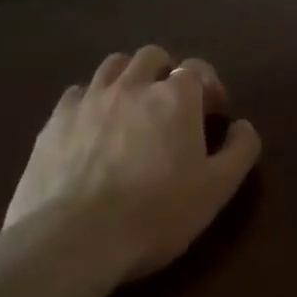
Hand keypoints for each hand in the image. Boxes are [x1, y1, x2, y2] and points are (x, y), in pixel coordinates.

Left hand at [2, 46, 262, 281]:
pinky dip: (91, 101)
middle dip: (166, 73)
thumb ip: (240, 149)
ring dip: (128, 78)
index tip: (212, 113)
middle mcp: (132, 85)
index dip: (209, 86)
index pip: (197, 67)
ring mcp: (89, 100)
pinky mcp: (54, 122)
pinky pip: (76, 93)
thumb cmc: (156, 213)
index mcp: (176, 96)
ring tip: (131, 110)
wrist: (74, 240)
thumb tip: (243, 125)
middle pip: (152, 56)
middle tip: (171, 107)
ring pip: (112, 66)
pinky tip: (93, 128)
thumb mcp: (217, 188)